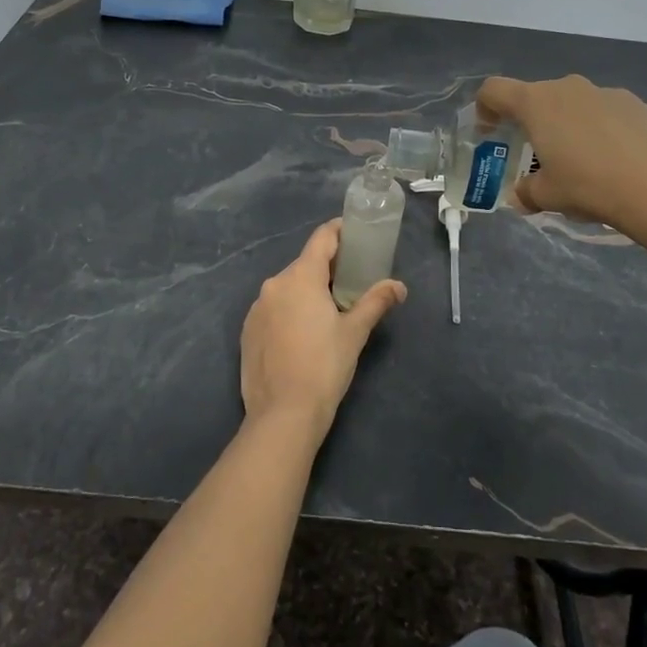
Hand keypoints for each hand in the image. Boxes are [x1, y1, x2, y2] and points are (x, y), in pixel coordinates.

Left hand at [240, 220, 405, 429]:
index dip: (340, 231)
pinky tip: (303, 334)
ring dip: (307, 291)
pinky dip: (290, 311)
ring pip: (287, 288)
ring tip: (329, 311)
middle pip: (305, 264)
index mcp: (301, 277)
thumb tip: (399, 286)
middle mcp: (274, 284)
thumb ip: (376, 302)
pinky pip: (273, 309)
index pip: (322, 238)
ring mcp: (256, 308)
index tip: (355, 233)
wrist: (283, 414)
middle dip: (328, 268)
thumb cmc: (325, 366)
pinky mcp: (247, 331)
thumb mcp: (355, 332)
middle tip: (352, 281)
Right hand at [478, 74, 646, 231]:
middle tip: (537, 156)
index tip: (489, 132)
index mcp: (536, 103)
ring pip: (573, 104)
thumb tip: (521, 195)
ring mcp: (605, 92)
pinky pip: (605, 113)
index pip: (494, 90)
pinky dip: (599, 130)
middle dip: (531, 123)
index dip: (484, 108)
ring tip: (581, 162)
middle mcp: (568, 88)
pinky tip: (614, 162)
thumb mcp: (547, 196)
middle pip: (536, 97)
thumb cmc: (590, 186)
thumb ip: (526, 191)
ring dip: (567, 126)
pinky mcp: (637, 104)